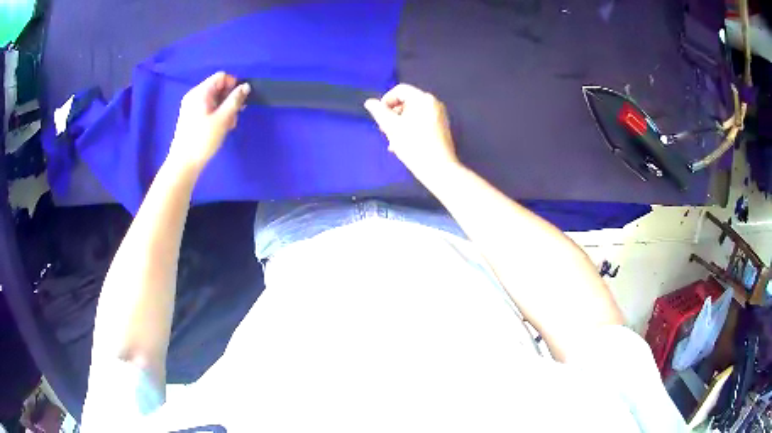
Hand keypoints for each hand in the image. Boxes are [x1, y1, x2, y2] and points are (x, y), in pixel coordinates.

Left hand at [168, 72, 250, 172]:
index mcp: (200, 92)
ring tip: (228, 125)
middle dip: (230, 99)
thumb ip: (235, 100)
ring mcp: (191, 106)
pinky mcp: (191, 117)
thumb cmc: (203, 139)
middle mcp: (195, 95)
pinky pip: (208, 108)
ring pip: (214, 99)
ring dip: (225, 108)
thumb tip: (246, 86)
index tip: (239, 101)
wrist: (183, 163)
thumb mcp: (223, 118)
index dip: (233, 85)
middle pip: (218, 87)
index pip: (222, 77)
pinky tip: (221, 127)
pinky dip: (217, 114)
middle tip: (235, 115)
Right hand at [364, 84, 459, 182]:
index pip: (400, 90)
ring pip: (413, 113)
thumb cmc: (414, 146)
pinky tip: (403, 144)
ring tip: (393, 142)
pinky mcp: (441, 127)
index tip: (380, 117)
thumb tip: (369, 102)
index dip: (386, 101)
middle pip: (406, 102)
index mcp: (423, 99)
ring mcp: (439, 115)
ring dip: (399, 124)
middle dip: (393, 115)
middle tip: (384, 131)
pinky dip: (410, 128)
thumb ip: (379, 112)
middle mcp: (433, 103)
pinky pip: (421, 121)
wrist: (439, 169)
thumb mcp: (392, 128)